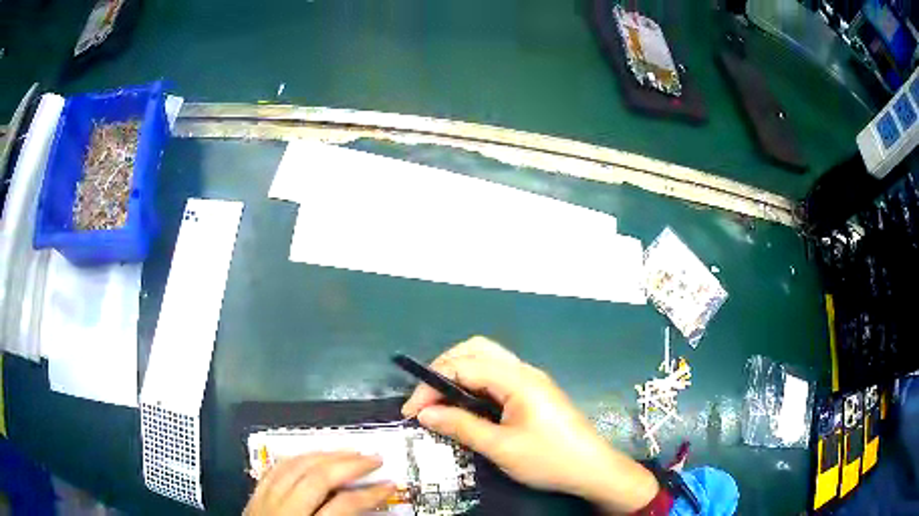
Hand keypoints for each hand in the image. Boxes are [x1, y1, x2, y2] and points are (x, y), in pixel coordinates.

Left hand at [244, 452, 395, 515]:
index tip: (389, 485)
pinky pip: (276, 468)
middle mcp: (284, 511)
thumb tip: (368, 510)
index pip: (344, 506)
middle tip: (373, 458)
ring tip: (348, 452)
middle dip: (350, 464)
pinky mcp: (255, 496)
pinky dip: (297, 458)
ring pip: (295, 466)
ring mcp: (266, 500)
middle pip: (318, 478)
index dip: (371, 494)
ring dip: (325, 455)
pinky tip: (311, 456)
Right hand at [402, 337, 658, 513]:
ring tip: (440, 400)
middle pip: (476, 350)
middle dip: (444, 368)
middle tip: (425, 398)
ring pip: (486, 360)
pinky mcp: (533, 392)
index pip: (464, 366)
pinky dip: (474, 383)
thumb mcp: (501, 448)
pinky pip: (496, 376)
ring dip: (459, 373)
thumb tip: (424, 413)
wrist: (593, 469)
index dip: (432, 384)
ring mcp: (530, 380)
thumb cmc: (549, 459)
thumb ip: (461, 427)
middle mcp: (524, 371)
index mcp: (518, 379)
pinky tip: (466, 403)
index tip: (412, 410)